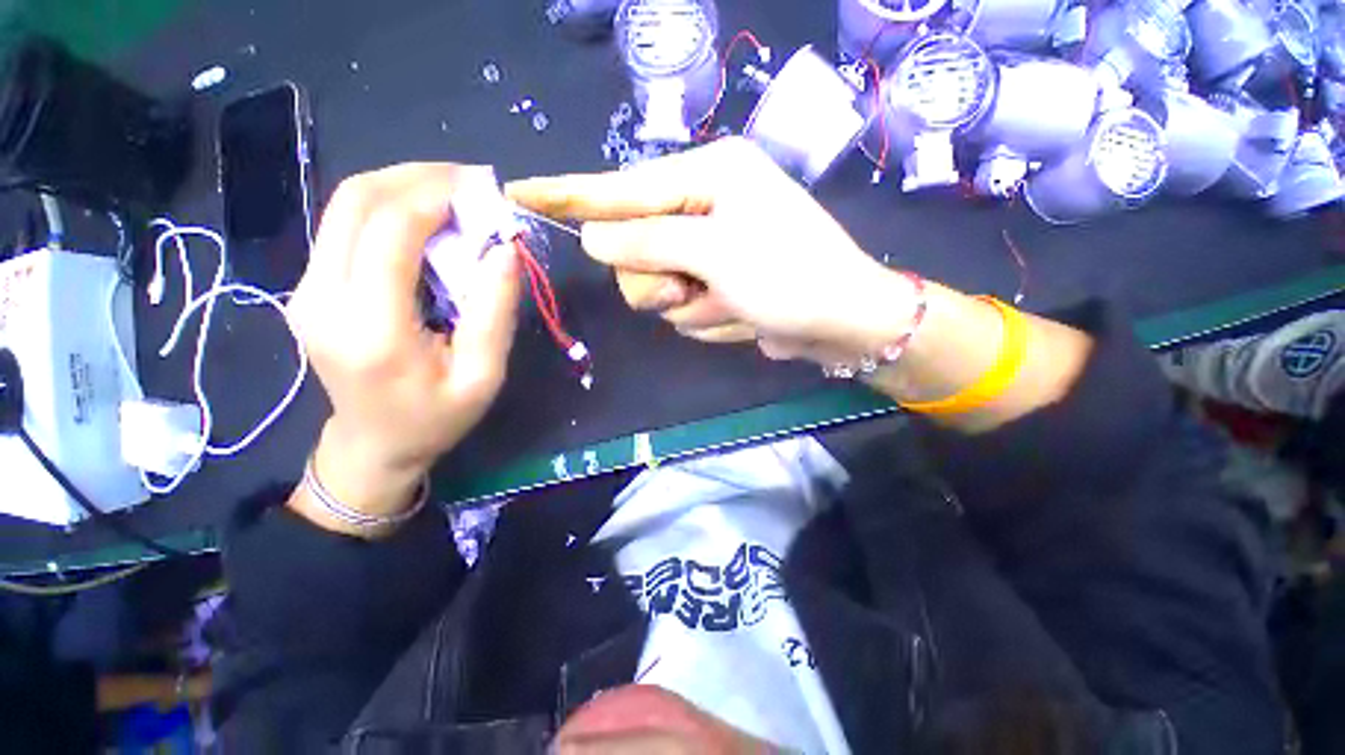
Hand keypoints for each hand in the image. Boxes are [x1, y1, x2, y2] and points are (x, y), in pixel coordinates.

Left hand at [287, 164, 519, 527]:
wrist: (373, 445)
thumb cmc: (436, 418)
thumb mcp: (483, 375)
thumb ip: (495, 312)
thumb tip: (506, 249)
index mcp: (370, 329)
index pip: (390, 231)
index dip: (437, 196)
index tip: (484, 190)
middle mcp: (321, 299)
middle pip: (355, 201)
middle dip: (417, 177)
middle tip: (471, 183)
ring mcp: (306, 290)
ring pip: (345, 205)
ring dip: (402, 187)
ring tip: (455, 198)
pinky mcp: (309, 287)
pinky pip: (345, 227)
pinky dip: (389, 211)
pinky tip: (427, 225)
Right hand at [506, 137, 915, 364]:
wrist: (839, 323)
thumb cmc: (788, 276)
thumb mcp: (715, 252)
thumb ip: (648, 241)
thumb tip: (593, 236)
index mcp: (707, 176)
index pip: (620, 186)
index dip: (570, 193)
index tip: (520, 191)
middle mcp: (701, 207)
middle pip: (632, 249)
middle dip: (656, 281)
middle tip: (692, 288)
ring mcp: (706, 251)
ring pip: (654, 287)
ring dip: (687, 305)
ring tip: (727, 302)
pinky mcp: (713, 284)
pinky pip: (682, 308)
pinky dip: (707, 317)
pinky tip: (738, 314)